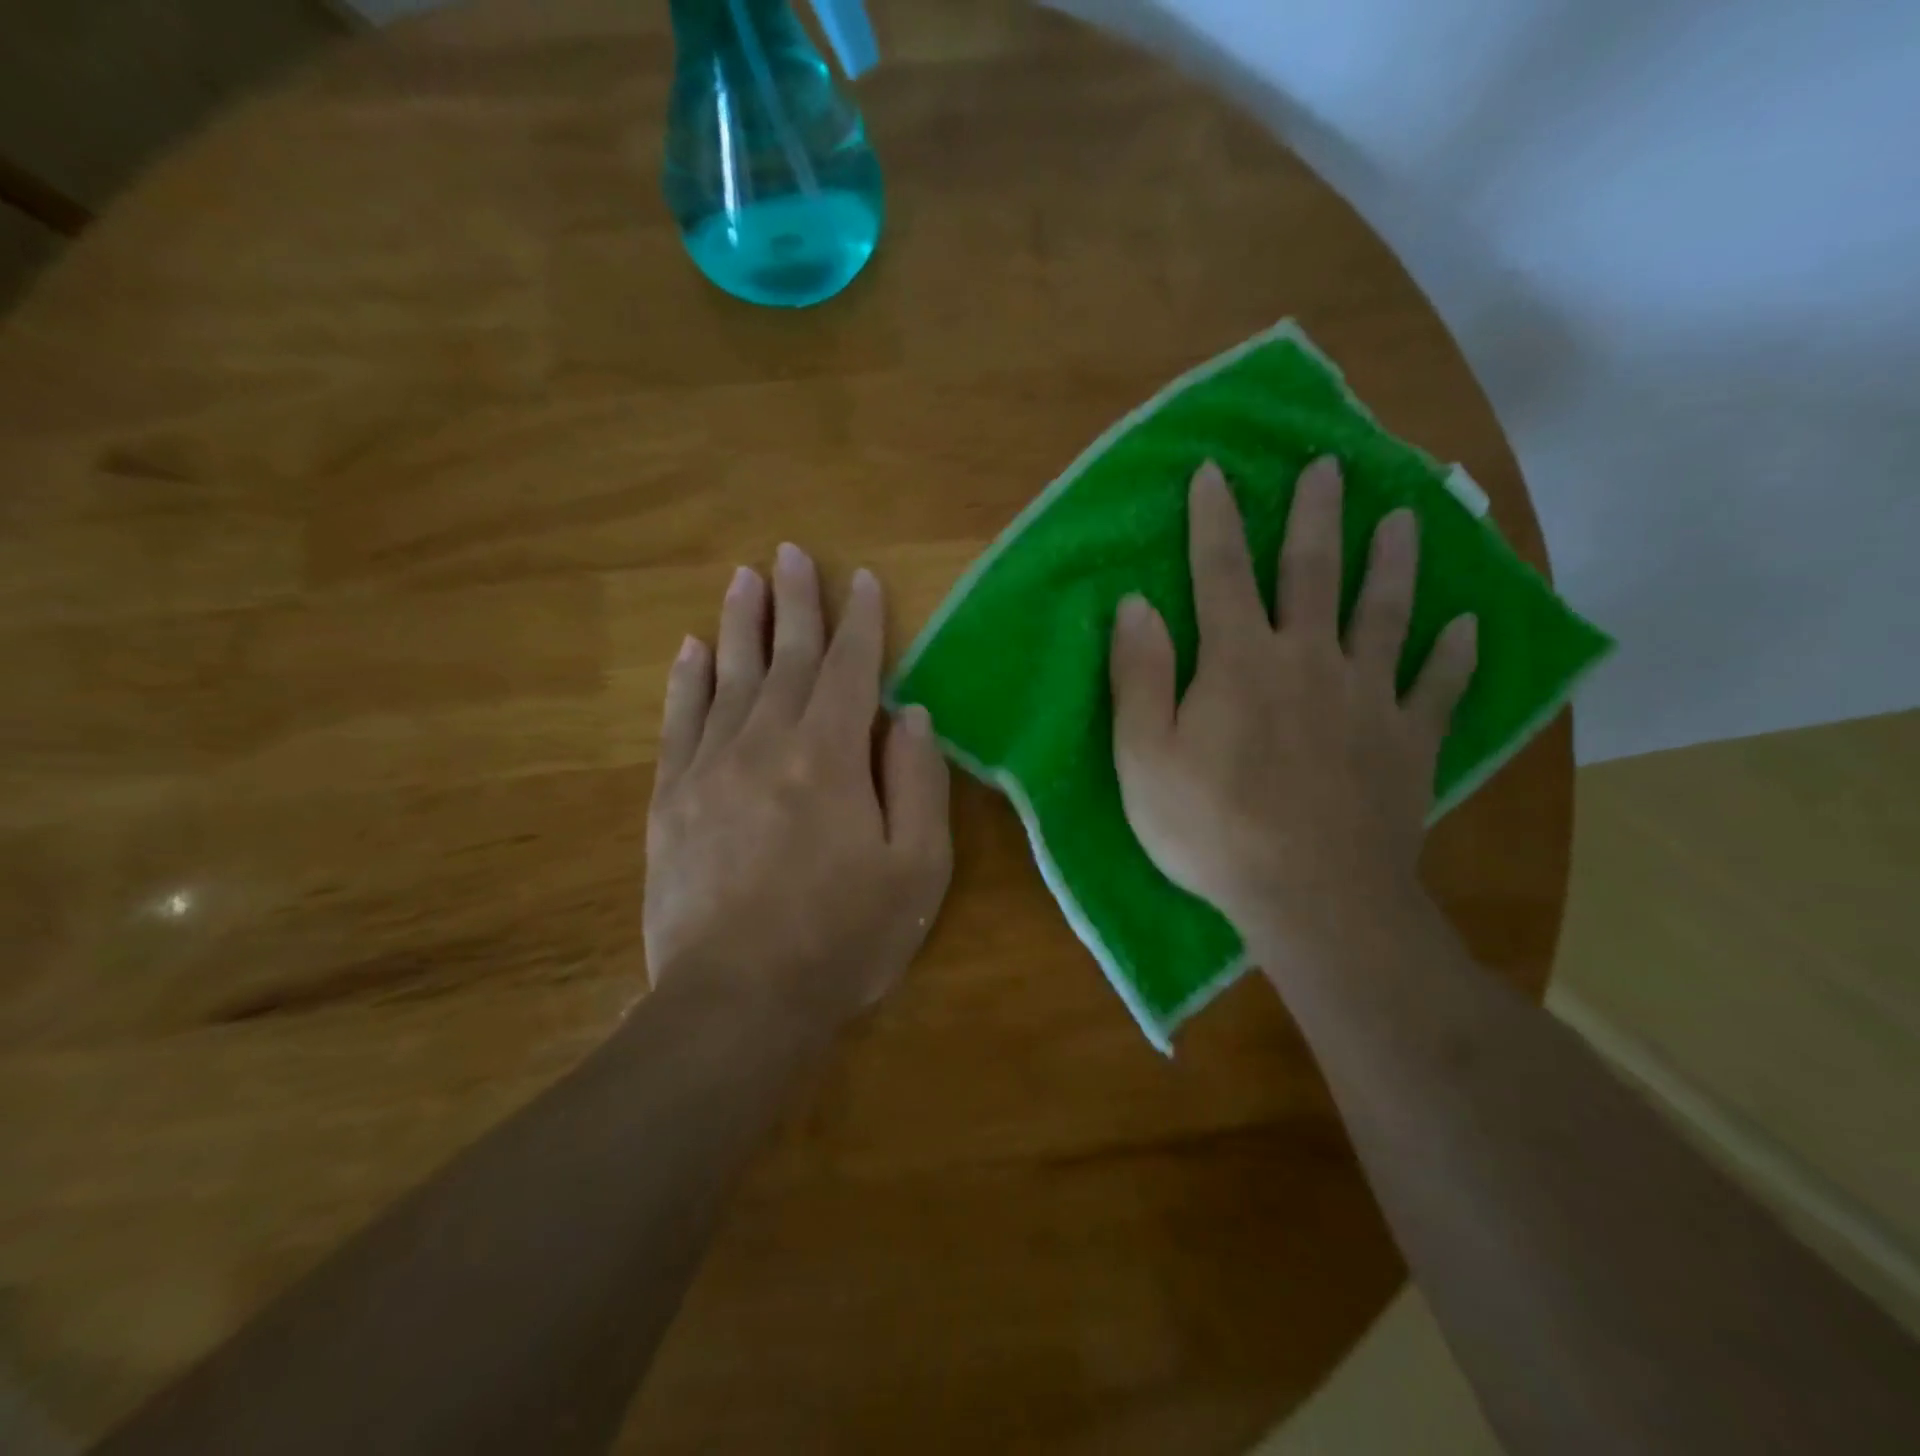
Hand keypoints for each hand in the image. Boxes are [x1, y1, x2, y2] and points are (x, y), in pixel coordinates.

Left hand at [644, 545, 951, 1029]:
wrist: (738, 1002)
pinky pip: (679, 721)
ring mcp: (710, 767)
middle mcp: (766, 742)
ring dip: (740, 623)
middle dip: (795, 603)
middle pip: (786, 657)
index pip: (850, 669)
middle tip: (791, 553)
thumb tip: (908, 714)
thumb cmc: (843, 937)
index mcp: (830, 755)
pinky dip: (686, 680)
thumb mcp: (916, 867)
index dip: (860, 622)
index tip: (860, 579)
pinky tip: (690, 649)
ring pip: (729, 676)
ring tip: (744, 578)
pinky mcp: (670, 799)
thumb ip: (917, 780)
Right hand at [1108, 459, 1476, 962]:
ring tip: (1405, 518)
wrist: (1311, 897)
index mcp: (1239, 661)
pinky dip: (1455, 655)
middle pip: (1314, 573)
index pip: (1220, 573)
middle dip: (1316, 516)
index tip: (1214, 471)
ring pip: (1386, 614)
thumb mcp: (1144, 758)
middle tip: (1330, 466)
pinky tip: (1467, 627)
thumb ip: (1138, 677)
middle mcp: (1308, 661)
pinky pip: (1438, 689)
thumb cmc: (1212, 829)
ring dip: (1393, 562)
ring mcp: (1368, 698)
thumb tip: (1135, 604)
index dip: (1214, 520)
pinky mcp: (1408, 742)